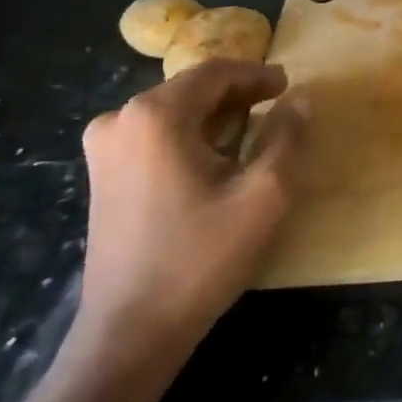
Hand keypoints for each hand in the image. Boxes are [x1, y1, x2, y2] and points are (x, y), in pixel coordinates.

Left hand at [75, 59, 307, 368]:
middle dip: (236, 93)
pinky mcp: (101, 173)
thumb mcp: (264, 195)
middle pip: (190, 88)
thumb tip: (300, 100)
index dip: (256, 74)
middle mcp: (120, 119)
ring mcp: (104, 147)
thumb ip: (287, 137)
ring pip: (171, 110)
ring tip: (252, 130)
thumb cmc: (201, 257)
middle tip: (276, 105)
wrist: (130, 330)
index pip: (215, 72)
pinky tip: (214, 156)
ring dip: (213, 114)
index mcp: (156, 115)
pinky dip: (188, 134)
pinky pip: (153, 134)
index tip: (288, 85)